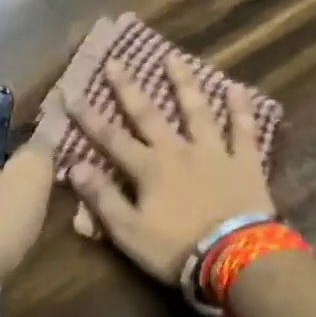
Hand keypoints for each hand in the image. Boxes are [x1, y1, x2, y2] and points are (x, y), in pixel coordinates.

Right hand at [66, 55, 275, 284]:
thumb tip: (75, 166)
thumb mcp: (129, 232)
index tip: (71, 92)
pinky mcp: (245, 163)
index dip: (88, 117)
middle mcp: (178, 151)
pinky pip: (243, 131)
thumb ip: (103, 198)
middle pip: (149, 115)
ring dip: (184, 84)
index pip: (111, 138)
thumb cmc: (177, 249)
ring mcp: (214, 153)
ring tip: (174, 58)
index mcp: (149, 169)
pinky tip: (237, 87)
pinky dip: (240, 109)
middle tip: (116, 61)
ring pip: (197, 111)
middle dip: (128, 88)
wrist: (237, 258)